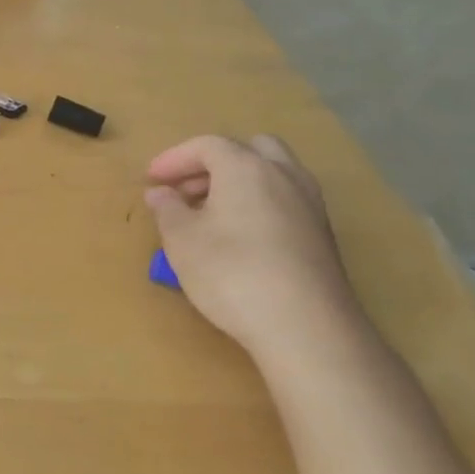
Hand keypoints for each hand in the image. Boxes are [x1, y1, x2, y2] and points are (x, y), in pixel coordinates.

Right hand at [144, 134, 369, 364]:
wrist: (306, 328)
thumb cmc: (232, 273)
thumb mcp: (182, 240)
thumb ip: (167, 209)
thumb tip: (160, 193)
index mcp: (246, 167)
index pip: (206, 145)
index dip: (174, 158)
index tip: (152, 179)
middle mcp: (283, 176)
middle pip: (249, 149)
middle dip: (214, 163)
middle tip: (186, 189)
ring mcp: (310, 205)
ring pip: (273, 174)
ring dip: (239, 183)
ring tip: (210, 213)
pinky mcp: (322, 236)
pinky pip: (286, 201)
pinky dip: (260, 204)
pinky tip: (240, 237)